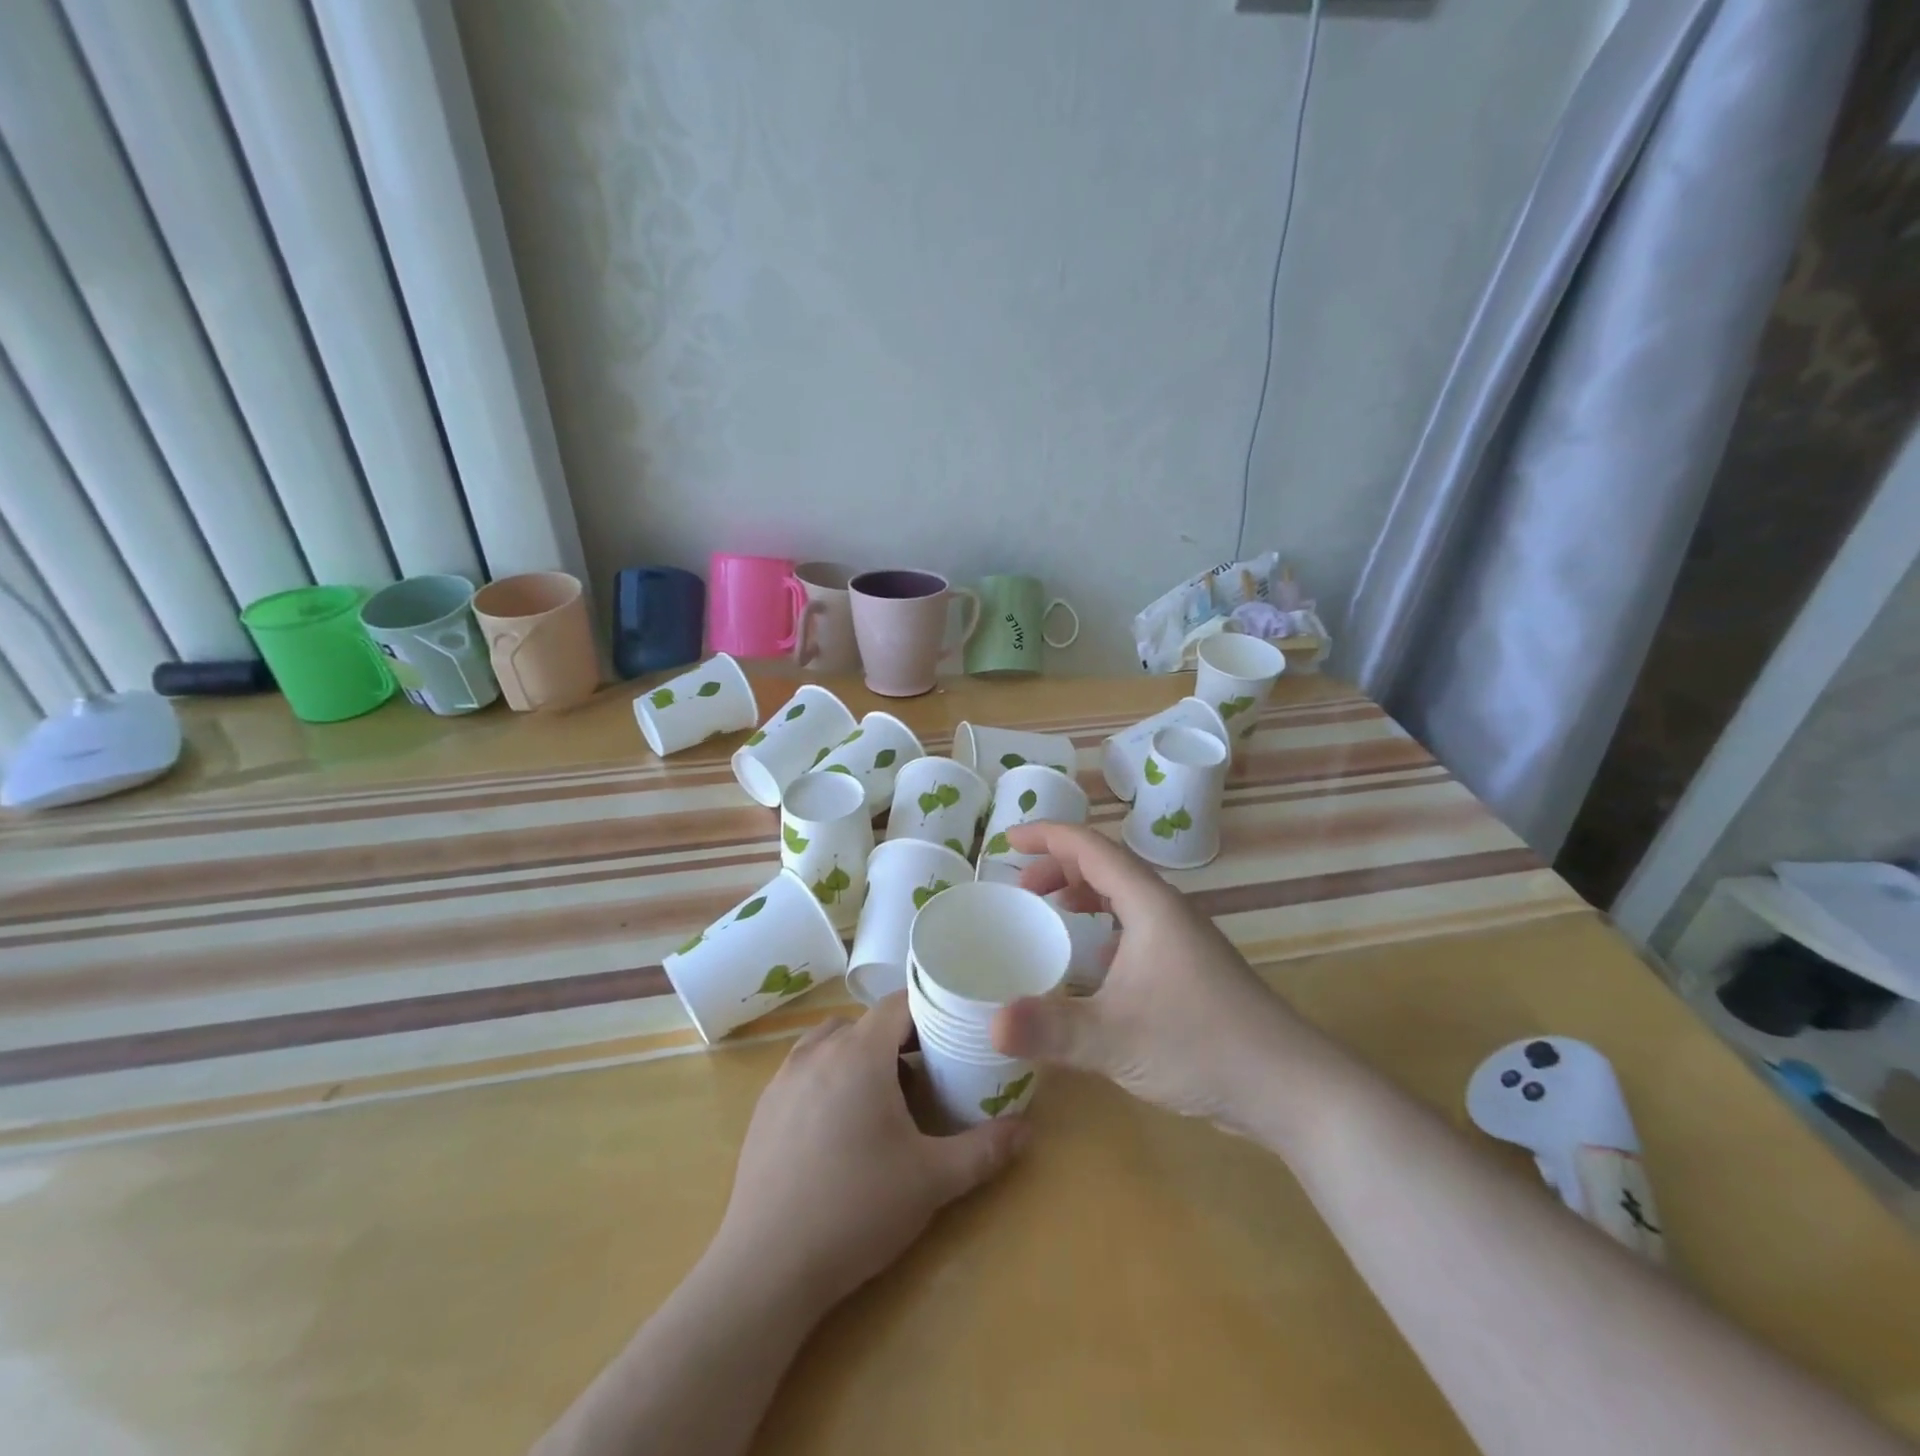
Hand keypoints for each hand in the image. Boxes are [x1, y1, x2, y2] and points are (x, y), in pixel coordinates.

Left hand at [711, 994, 1027, 1314]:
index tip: (954, 1031)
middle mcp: (818, 1051)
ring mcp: (784, 1077)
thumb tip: (1027, 1129)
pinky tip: (839, 1123)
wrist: (766, 1267)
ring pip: (831, 1041)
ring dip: (859, 1052)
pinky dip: (828, 1074)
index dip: (929, 1010)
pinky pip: (805, 1068)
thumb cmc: (856, 1210)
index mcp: (859, 1053)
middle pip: (865, 1021)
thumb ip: (984, 1150)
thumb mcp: (932, 1181)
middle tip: (928, 1070)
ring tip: (883, 1094)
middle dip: (898, 1036)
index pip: (898, 1003)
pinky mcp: (764, 1106)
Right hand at [992, 821, 1344, 1142]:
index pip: (1091, 848)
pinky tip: (1093, 963)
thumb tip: (990, 1023)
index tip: (1007, 841)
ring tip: (1050, 910)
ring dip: (1083, 893)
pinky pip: (1137, 926)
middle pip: (1107, 866)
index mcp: (1149, 905)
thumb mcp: (1115, 1038)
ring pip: (1124, 896)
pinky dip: (1104, 927)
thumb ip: (1050, 1029)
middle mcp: (1167, 910)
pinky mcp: (1191, 967)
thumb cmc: (1202, 1045)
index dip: (1047, 836)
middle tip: (1020, 888)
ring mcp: (1183, 939)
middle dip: (1059, 866)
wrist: (1289, 1086)